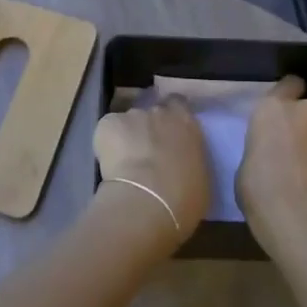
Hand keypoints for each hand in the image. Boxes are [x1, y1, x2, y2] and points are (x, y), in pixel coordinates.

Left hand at [92, 97, 210, 250]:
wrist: (148, 202)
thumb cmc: (184, 197)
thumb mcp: (200, 178)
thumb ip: (190, 160)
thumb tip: (181, 164)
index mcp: (186, 122)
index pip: (178, 105)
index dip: (171, 118)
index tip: (168, 134)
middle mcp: (160, 112)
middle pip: (152, 114)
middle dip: (148, 129)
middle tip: (147, 153)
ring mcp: (132, 115)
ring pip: (128, 123)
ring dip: (127, 137)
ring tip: (125, 164)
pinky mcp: (107, 124)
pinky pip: (106, 131)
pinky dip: (106, 144)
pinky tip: (109, 165)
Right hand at [235, 75, 306, 257]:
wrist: (297, 214)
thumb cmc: (258, 187)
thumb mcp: (247, 162)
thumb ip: (263, 147)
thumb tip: (273, 154)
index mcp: (272, 109)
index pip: (289, 84)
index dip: (290, 93)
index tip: (287, 107)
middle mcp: (305, 112)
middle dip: (304, 125)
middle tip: (294, 149)